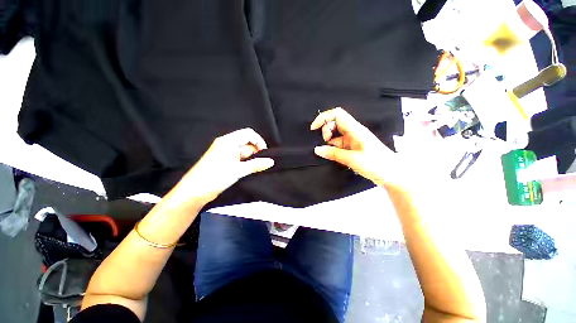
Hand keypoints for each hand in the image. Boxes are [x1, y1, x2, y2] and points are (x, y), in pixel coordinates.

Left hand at [174, 128, 273, 204]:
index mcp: (228, 141)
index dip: (259, 142)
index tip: (264, 154)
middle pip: (247, 143)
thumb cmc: (214, 178)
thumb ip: (256, 165)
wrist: (194, 191)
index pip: (249, 134)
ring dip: (250, 160)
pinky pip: (238, 158)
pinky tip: (246, 171)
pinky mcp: (223, 160)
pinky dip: (245, 163)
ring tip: (251, 170)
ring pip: (243, 152)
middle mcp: (226, 144)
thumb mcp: (238, 171)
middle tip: (259, 165)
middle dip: (255, 153)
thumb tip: (270, 162)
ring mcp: (224, 152)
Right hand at [311, 107, 405, 189]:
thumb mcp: (352, 159)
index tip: (314, 128)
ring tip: (328, 152)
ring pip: (336, 134)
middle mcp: (353, 132)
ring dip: (329, 141)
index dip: (324, 118)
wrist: (393, 174)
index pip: (337, 114)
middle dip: (326, 130)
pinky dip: (332, 148)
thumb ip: (333, 154)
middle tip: (325, 143)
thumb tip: (317, 149)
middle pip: (335, 123)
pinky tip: (331, 155)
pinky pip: (339, 144)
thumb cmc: (376, 164)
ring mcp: (353, 139)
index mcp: (355, 129)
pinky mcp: (352, 147)